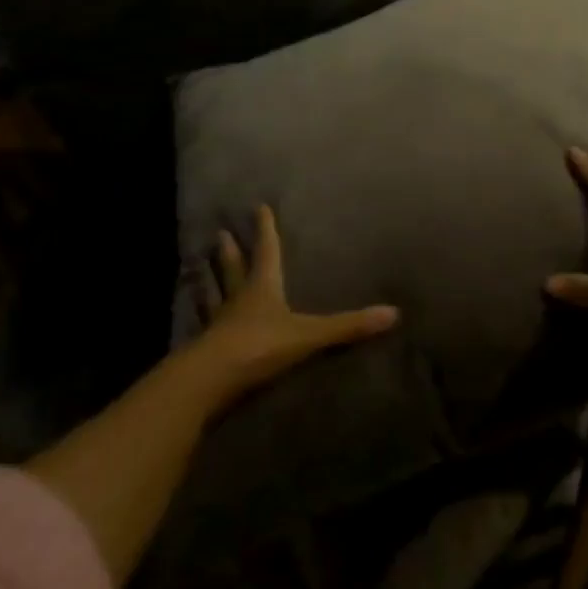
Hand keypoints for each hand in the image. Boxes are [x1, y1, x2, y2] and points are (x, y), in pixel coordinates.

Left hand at [179, 206, 397, 412]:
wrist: (210, 381)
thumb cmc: (260, 346)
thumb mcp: (309, 335)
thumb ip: (347, 326)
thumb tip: (393, 313)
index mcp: (263, 288)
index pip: (267, 252)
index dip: (266, 231)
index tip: (259, 207)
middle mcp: (238, 300)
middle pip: (234, 270)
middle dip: (230, 253)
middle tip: (221, 234)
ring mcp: (217, 325)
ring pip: (213, 296)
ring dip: (208, 281)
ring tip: (199, 266)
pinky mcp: (204, 349)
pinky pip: (204, 327)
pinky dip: (201, 317)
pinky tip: (194, 319)